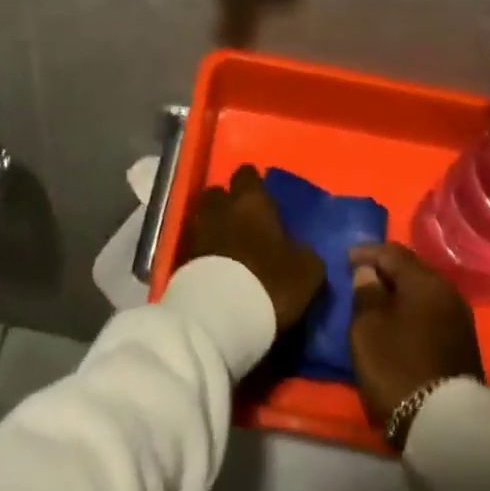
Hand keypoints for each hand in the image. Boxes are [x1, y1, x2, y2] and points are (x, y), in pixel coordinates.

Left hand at [185, 165, 325, 330]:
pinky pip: (196, 247)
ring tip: (229, 249)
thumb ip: (304, 252)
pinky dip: (205, 254)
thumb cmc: (269, 282)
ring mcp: (198, 232)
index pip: (247, 174)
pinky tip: (217, 272)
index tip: (264, 200)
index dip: (254, 185)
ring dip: (215, 228)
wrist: (219, 316)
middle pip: (219, 193)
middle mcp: (221, 207)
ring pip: (205, 218)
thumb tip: (299, 249)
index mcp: (251, 200)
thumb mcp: (306, 271)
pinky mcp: (182, 260)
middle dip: (228, 204)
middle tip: (244, 223)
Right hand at [348, 242, 483, 431]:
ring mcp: (460, 318)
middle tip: (364, 278)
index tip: (347, 259)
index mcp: (424, 280)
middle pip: (412, 270)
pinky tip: (403, 323)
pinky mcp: (465, 344)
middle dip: (387, 271)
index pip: (391, 252)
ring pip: (425, 292)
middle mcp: (447, 290)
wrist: (448, 427)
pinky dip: (415, 311)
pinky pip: (433, 313)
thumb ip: (365, 292)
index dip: (367, 252)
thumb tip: (369, 272)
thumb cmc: (398, 367)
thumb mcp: (367, 328)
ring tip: (381, 302)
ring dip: (402, 293)